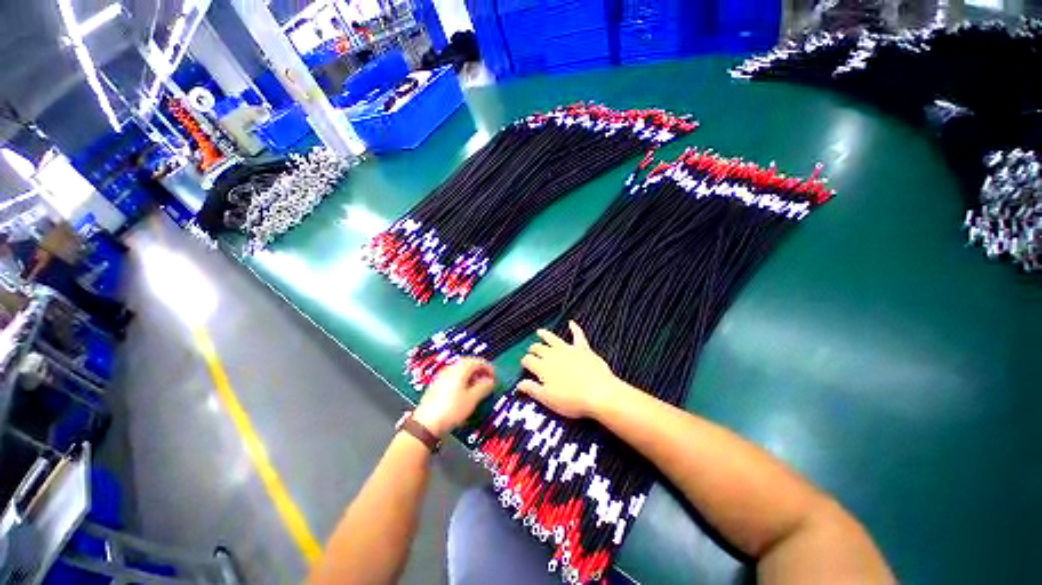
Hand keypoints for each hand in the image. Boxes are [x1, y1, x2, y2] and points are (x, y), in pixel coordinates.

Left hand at [413, 358, 494, 436]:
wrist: (425, 424)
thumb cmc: (451, 409)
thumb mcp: (472, 399)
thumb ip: (483, 387)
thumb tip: (491, 381)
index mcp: (460, 369)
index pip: (477, 361)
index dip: (488, 368)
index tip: (494, 377)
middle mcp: (450, 369)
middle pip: (468, 363)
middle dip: (479, 370)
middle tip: (487, 381)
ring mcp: (442, 376)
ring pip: (460, 370)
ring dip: (471, 375)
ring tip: (477, 387)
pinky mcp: (436, 385)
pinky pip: (453, 377)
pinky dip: (462, 380)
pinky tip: (464, 392)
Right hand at [518, 321, 619, 418]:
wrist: (598, 393)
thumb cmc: (571, 400)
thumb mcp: (547, 399)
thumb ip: (532, 389)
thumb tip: (518, 384)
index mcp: (542, 367)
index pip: (528, 360)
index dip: (525, 362)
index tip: (524, 365)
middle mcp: (553, 355)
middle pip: (538, 348)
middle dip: (533, 349)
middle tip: (531, 351)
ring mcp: (568, 349)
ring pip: (553, 338)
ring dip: (545, 334)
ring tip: (539, 332)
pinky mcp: (583, 349)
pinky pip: (578, 335)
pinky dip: (574, 328)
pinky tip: (571, 323)